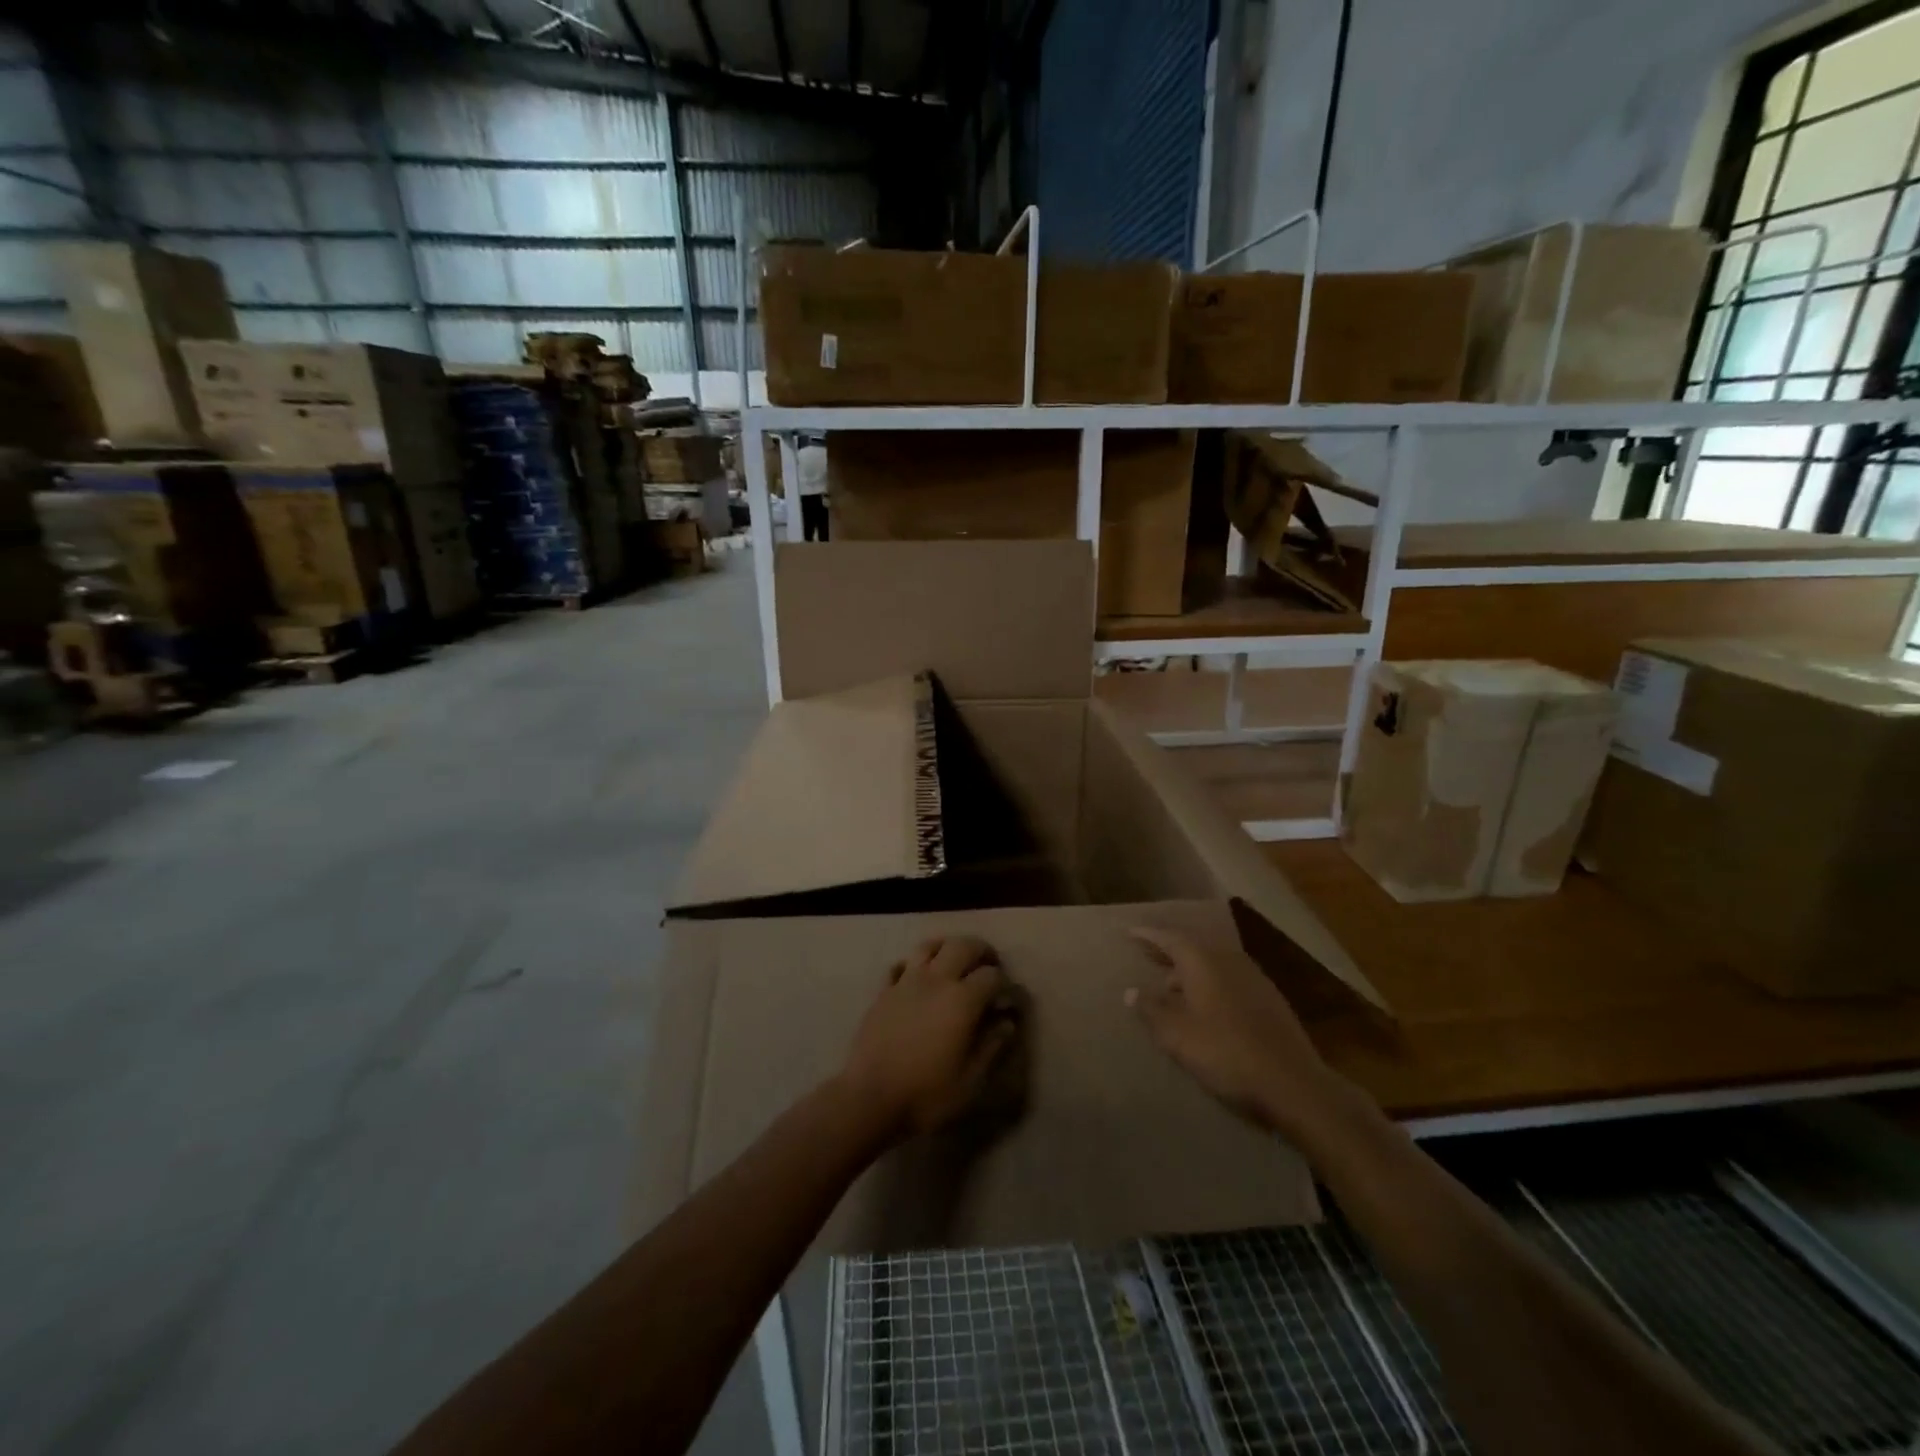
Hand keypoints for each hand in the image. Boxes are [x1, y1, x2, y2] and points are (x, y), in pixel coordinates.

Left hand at [837, 936, 1020, 1146]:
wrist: (870, 1099)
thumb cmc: (927, 1094)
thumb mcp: (971, 1080)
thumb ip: (991, 1046)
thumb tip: (1007, 1022)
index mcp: (962, 1000)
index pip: (992, 976)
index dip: (1005, 984)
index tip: (1007, 1000)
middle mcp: (935, 980)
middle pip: (962, 946)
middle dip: (981, 951)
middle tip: (989, 966)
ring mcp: (906, 982)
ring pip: (929, 946)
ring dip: (947, 948)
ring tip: (954, 961)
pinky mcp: (883, 992)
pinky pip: (900, 965)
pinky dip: (913, 965)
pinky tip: (917, 978)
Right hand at [1127, 927, 1338, 1138]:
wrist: (1293, 1084)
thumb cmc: (1225, 1053)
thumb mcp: (1177, 1035)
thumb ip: (1151, 1009)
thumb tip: (1131, 991)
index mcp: (1203, 961)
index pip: (1169, 938)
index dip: (1148, 935)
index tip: (1130, 932)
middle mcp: (1228, 960)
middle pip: (1193, 947)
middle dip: (1169, 950)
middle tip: (1147, 953)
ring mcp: (1253, 978)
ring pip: (1213, 964)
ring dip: (1190, 970)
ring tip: (1171, 984)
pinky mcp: (1269, 1000)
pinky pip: (1229, 979)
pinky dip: (1210, 983)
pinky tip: (1205, 1005)